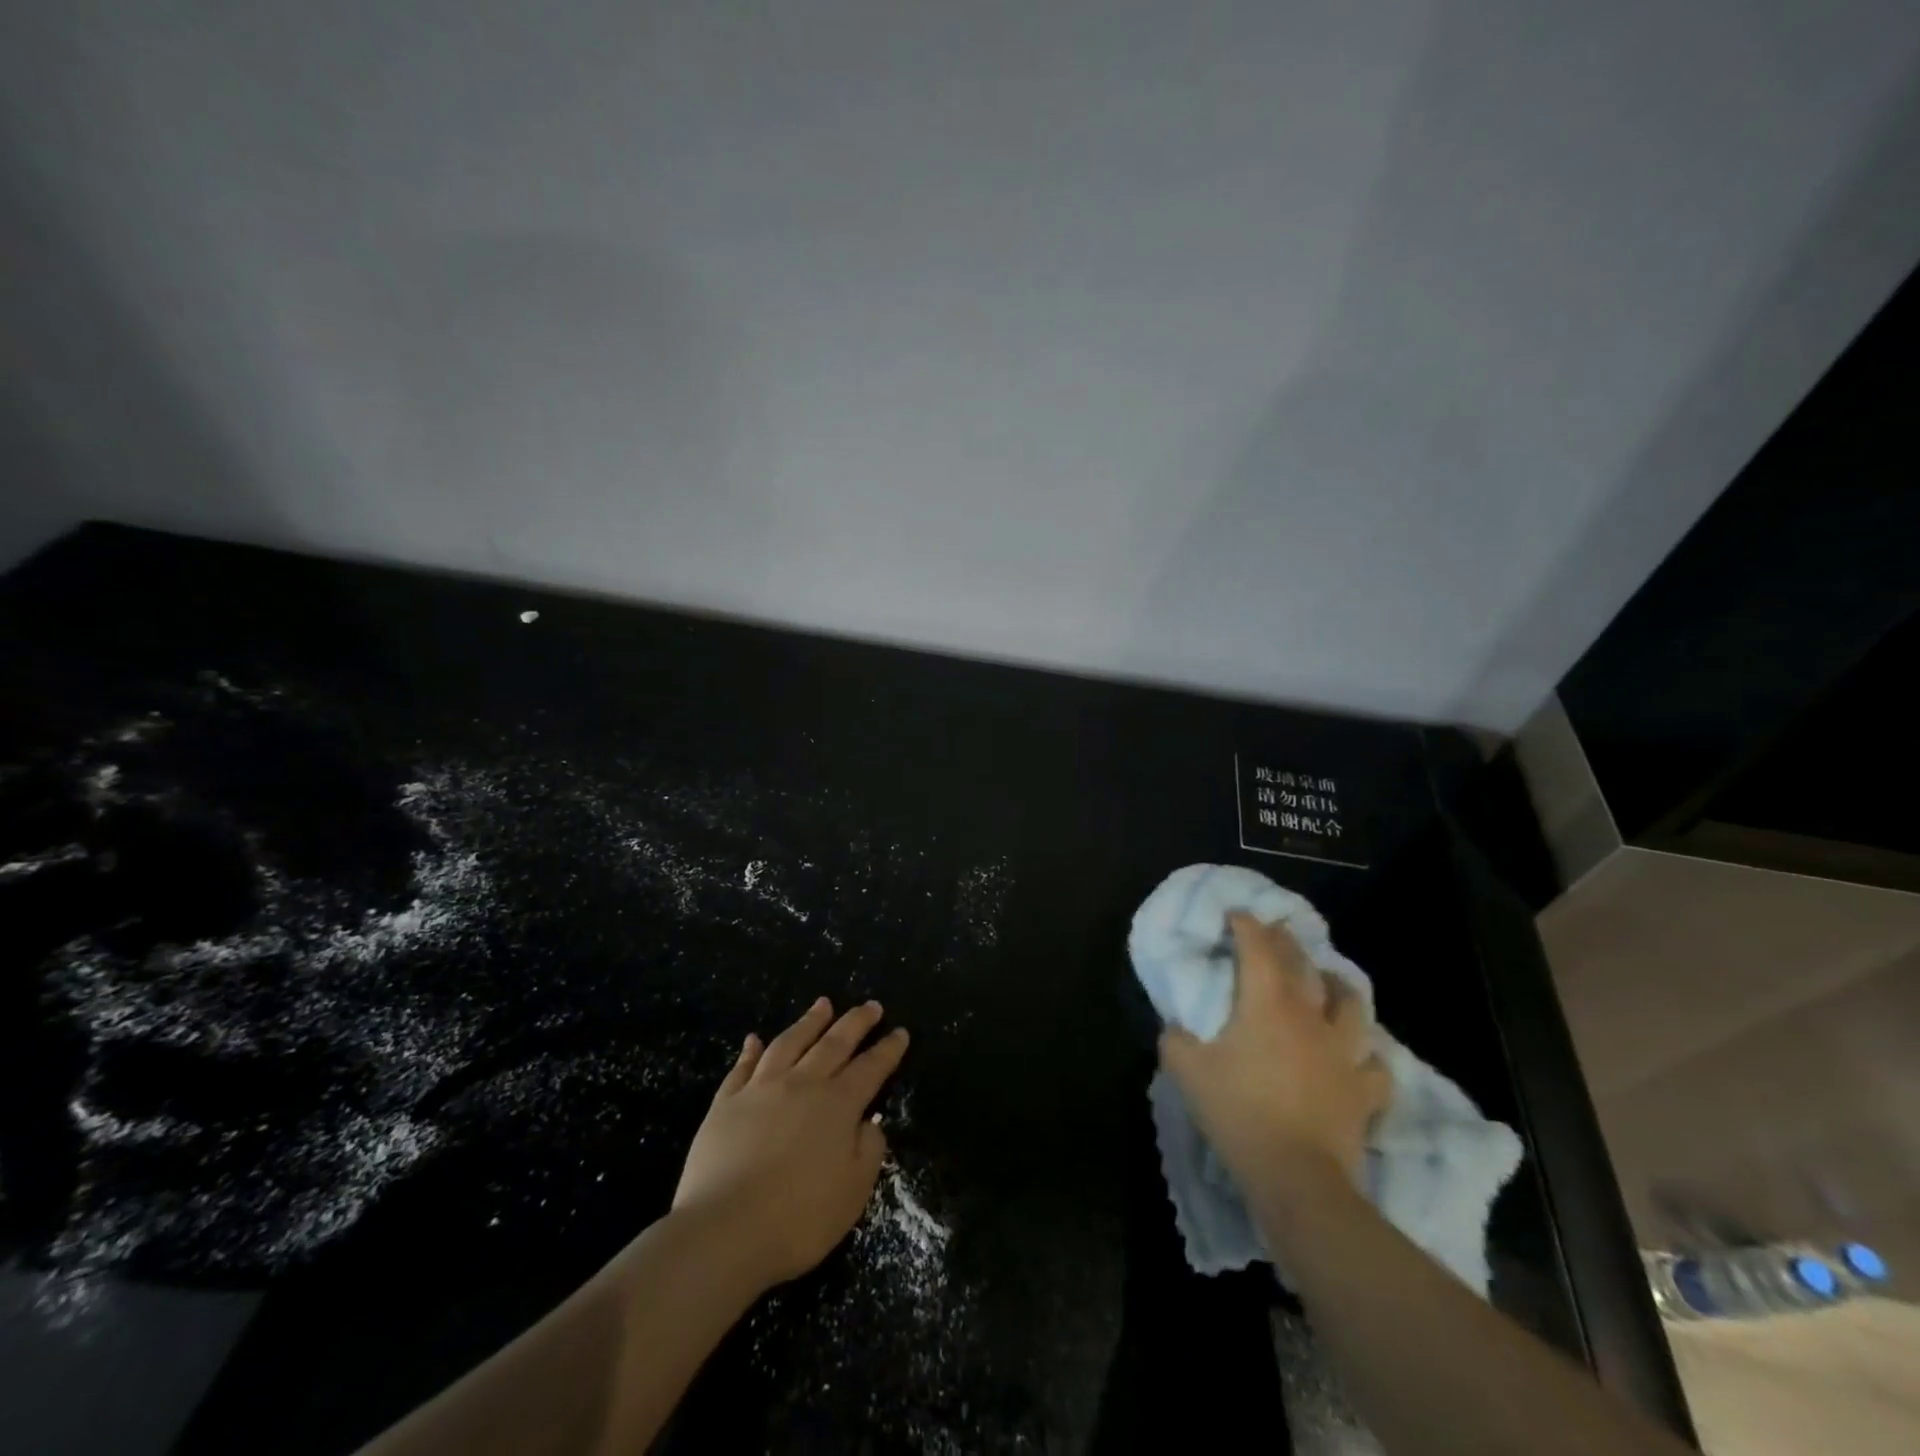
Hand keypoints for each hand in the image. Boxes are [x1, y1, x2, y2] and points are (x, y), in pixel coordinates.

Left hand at [672, 997, 908, 1288]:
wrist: (724, 1230)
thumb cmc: (798, 1219)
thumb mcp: (853, 1192)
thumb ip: (869, 1151)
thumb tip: (870, 1121)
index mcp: (838, 1105)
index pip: (871, 1068)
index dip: (888, 1049)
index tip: (900, 1032)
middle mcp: (802, 1084)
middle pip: (834, 1043)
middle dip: (856, 1022)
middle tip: (870, 1005)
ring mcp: (761, 1089)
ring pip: (790, 1042)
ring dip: (809, 1021)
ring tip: (823, 1004)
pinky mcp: (726, 1103)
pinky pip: (742, 1067)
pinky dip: (751, 1050)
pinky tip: (755, 1039)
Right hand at [1159, 913, 1391, 1207]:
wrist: (1297, 1177)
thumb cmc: (1239, 1112)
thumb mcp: (1187, 1072)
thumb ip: (1176, 1041)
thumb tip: (1176, 1028)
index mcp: (1267, 1004)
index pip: (1257, 948)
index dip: (1246, 925)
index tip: (1236, 913)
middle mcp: (1310, 1017)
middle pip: (1303, 965)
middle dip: (1286, 942)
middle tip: (1276, 933)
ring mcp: (1344, 1052)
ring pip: (1352, 1004)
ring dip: (1337, 985)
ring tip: (1328, 980)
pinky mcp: (1365, 1090)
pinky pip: (1375, 1063)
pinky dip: (1366, 1053)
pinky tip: (1359, 1054)